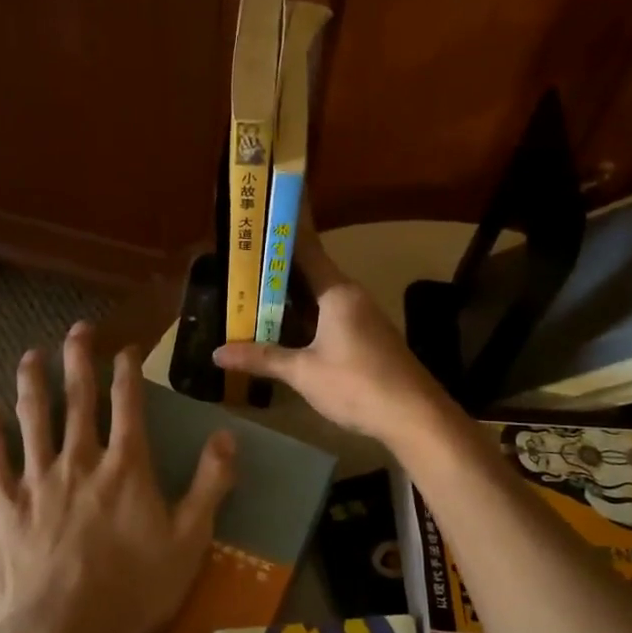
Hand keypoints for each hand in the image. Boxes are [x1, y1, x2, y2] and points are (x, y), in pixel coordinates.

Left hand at [0, 322, 236, 632]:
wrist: (62, 632)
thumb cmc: (133, 588)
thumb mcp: (190, 540)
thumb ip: (211, 484)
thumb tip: (227, 435)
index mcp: (126, 466)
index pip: (129, 405)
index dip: (128, 372)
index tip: (125, 349)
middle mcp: (81, 460)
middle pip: (79, 399)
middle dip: (79, 360)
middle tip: (77, 330)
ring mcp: (38, 480)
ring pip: (34, 419)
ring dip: (32, 383)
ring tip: (31, 355)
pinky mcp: (4, 505)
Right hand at [214, 221, 452, 446]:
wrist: (414, 415)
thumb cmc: (356, 384)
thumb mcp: (303, 372)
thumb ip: (262, 358)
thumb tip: (217, 353)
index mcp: (337, 292)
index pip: (307, 250)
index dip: (284, 233)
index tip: (263, 217)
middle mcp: (352, 296)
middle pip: (311, 274)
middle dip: (277, 271)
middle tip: (241, 263)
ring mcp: (363, 317)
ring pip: (320, 298)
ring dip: (291, 297)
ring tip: (252, 295)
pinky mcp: (368, 338)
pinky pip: (330, 317)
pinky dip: (306, 317)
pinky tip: (284, 330)